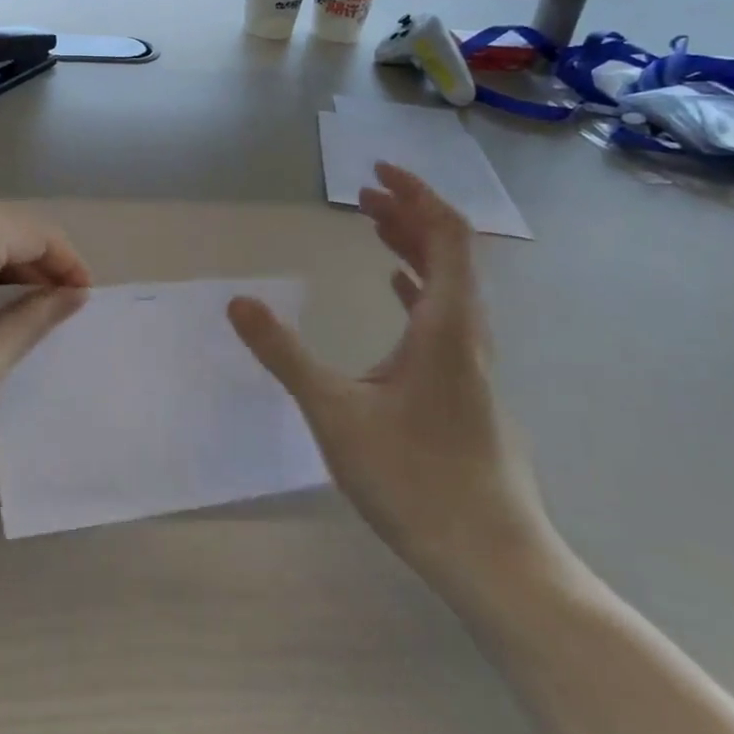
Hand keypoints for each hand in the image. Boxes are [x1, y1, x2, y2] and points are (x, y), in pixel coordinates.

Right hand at [227, 163, 557, 597]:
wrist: (495, 562)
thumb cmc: (417, 479)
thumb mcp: (336, 412)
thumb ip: (285, 354)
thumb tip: (238, 302)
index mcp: (448, 324)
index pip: (446, 233)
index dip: (415, 194)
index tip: (375, 171)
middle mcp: (468, 333)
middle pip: (449, 251)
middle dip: (407, 213)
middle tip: (361, 195)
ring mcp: (472, 363)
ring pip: (448, 283)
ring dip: (412, 246)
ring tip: (373, 226)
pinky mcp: (466, 388)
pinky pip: (444, 315)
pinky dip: (417, 285)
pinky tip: (395, 288)